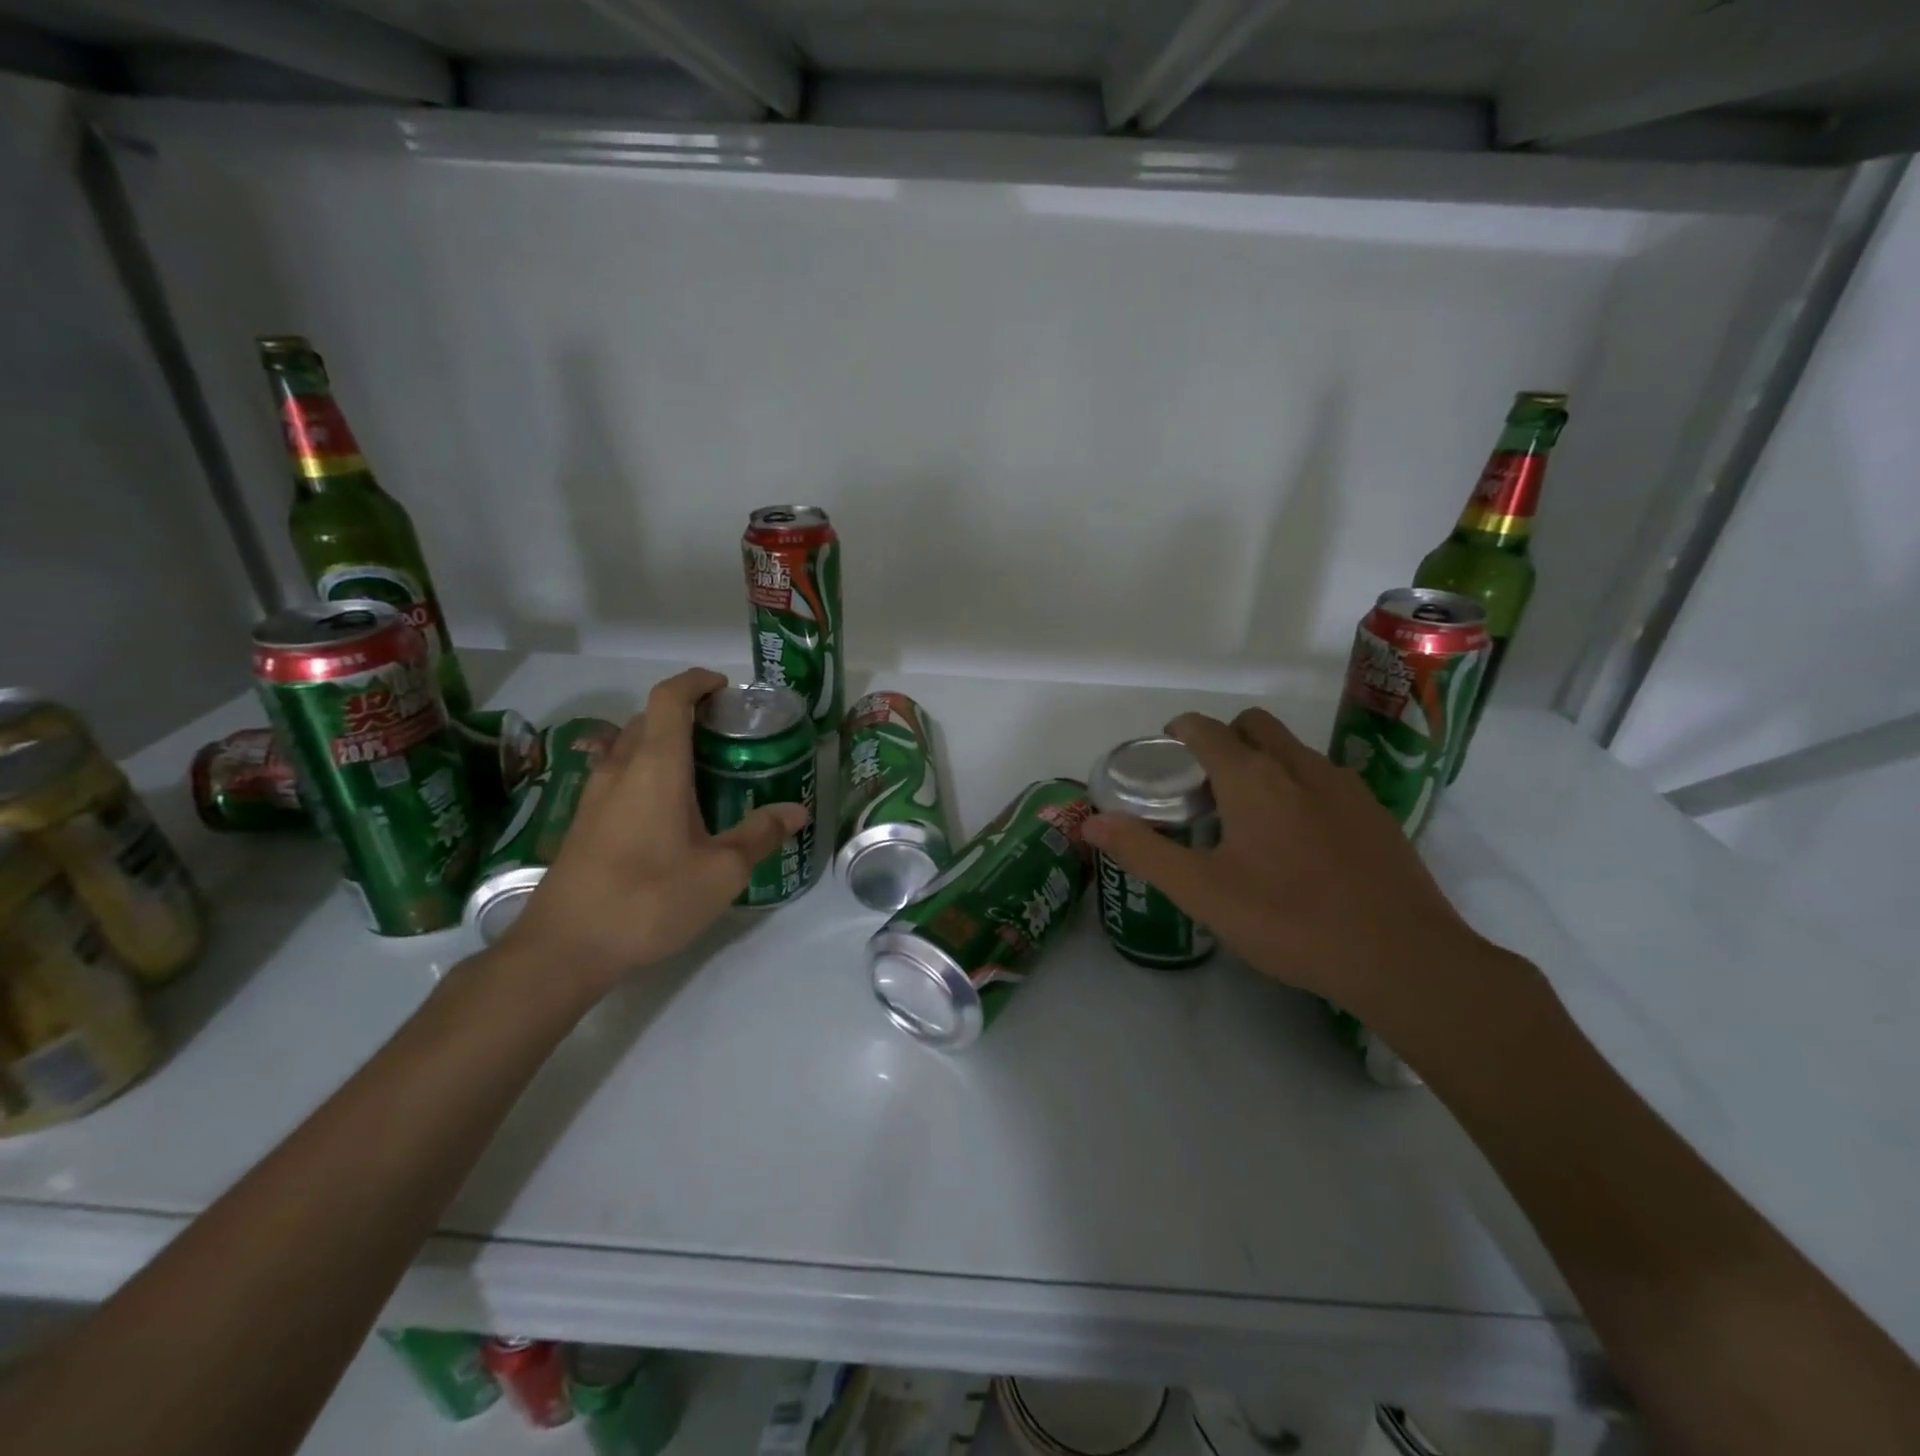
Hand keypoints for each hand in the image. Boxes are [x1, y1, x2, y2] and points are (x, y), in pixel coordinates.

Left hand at [495, 668, 807, 996]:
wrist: (565, 946)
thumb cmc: (649, 899)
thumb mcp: (721, 872)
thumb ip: (760, 835)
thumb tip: (796, 811)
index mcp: (656, 766)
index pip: (670, 698)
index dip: (696, 682)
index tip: (724, 689)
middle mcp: (620, 768)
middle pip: (650, 718)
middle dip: (687, 713)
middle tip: (727, 735)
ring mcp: (594, 794)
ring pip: (631, 746)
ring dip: (665, 743)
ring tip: (703, 770)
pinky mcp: (583, 821)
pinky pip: (619, 774)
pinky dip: (647, 771)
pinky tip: (669, 810)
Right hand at [1081, 707, 1481, 1016]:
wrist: (1401, 957)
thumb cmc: (1289, 920)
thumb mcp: (1202, 892)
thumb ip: (1143, 851)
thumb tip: (1092, 822)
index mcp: (1251, 777)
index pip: (1205, 728)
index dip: (1179, 732)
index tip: (1166, 756)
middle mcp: (1298, 765)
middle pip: (1252, 724)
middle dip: (1223, 738)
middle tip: (1205, 784)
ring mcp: (1343, 785)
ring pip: (1292, 749)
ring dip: (1263, 760)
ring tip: (1249, 814)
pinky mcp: (1375, 811)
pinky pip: (1324, 777)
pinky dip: (1299, 785)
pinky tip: (1300, 840)